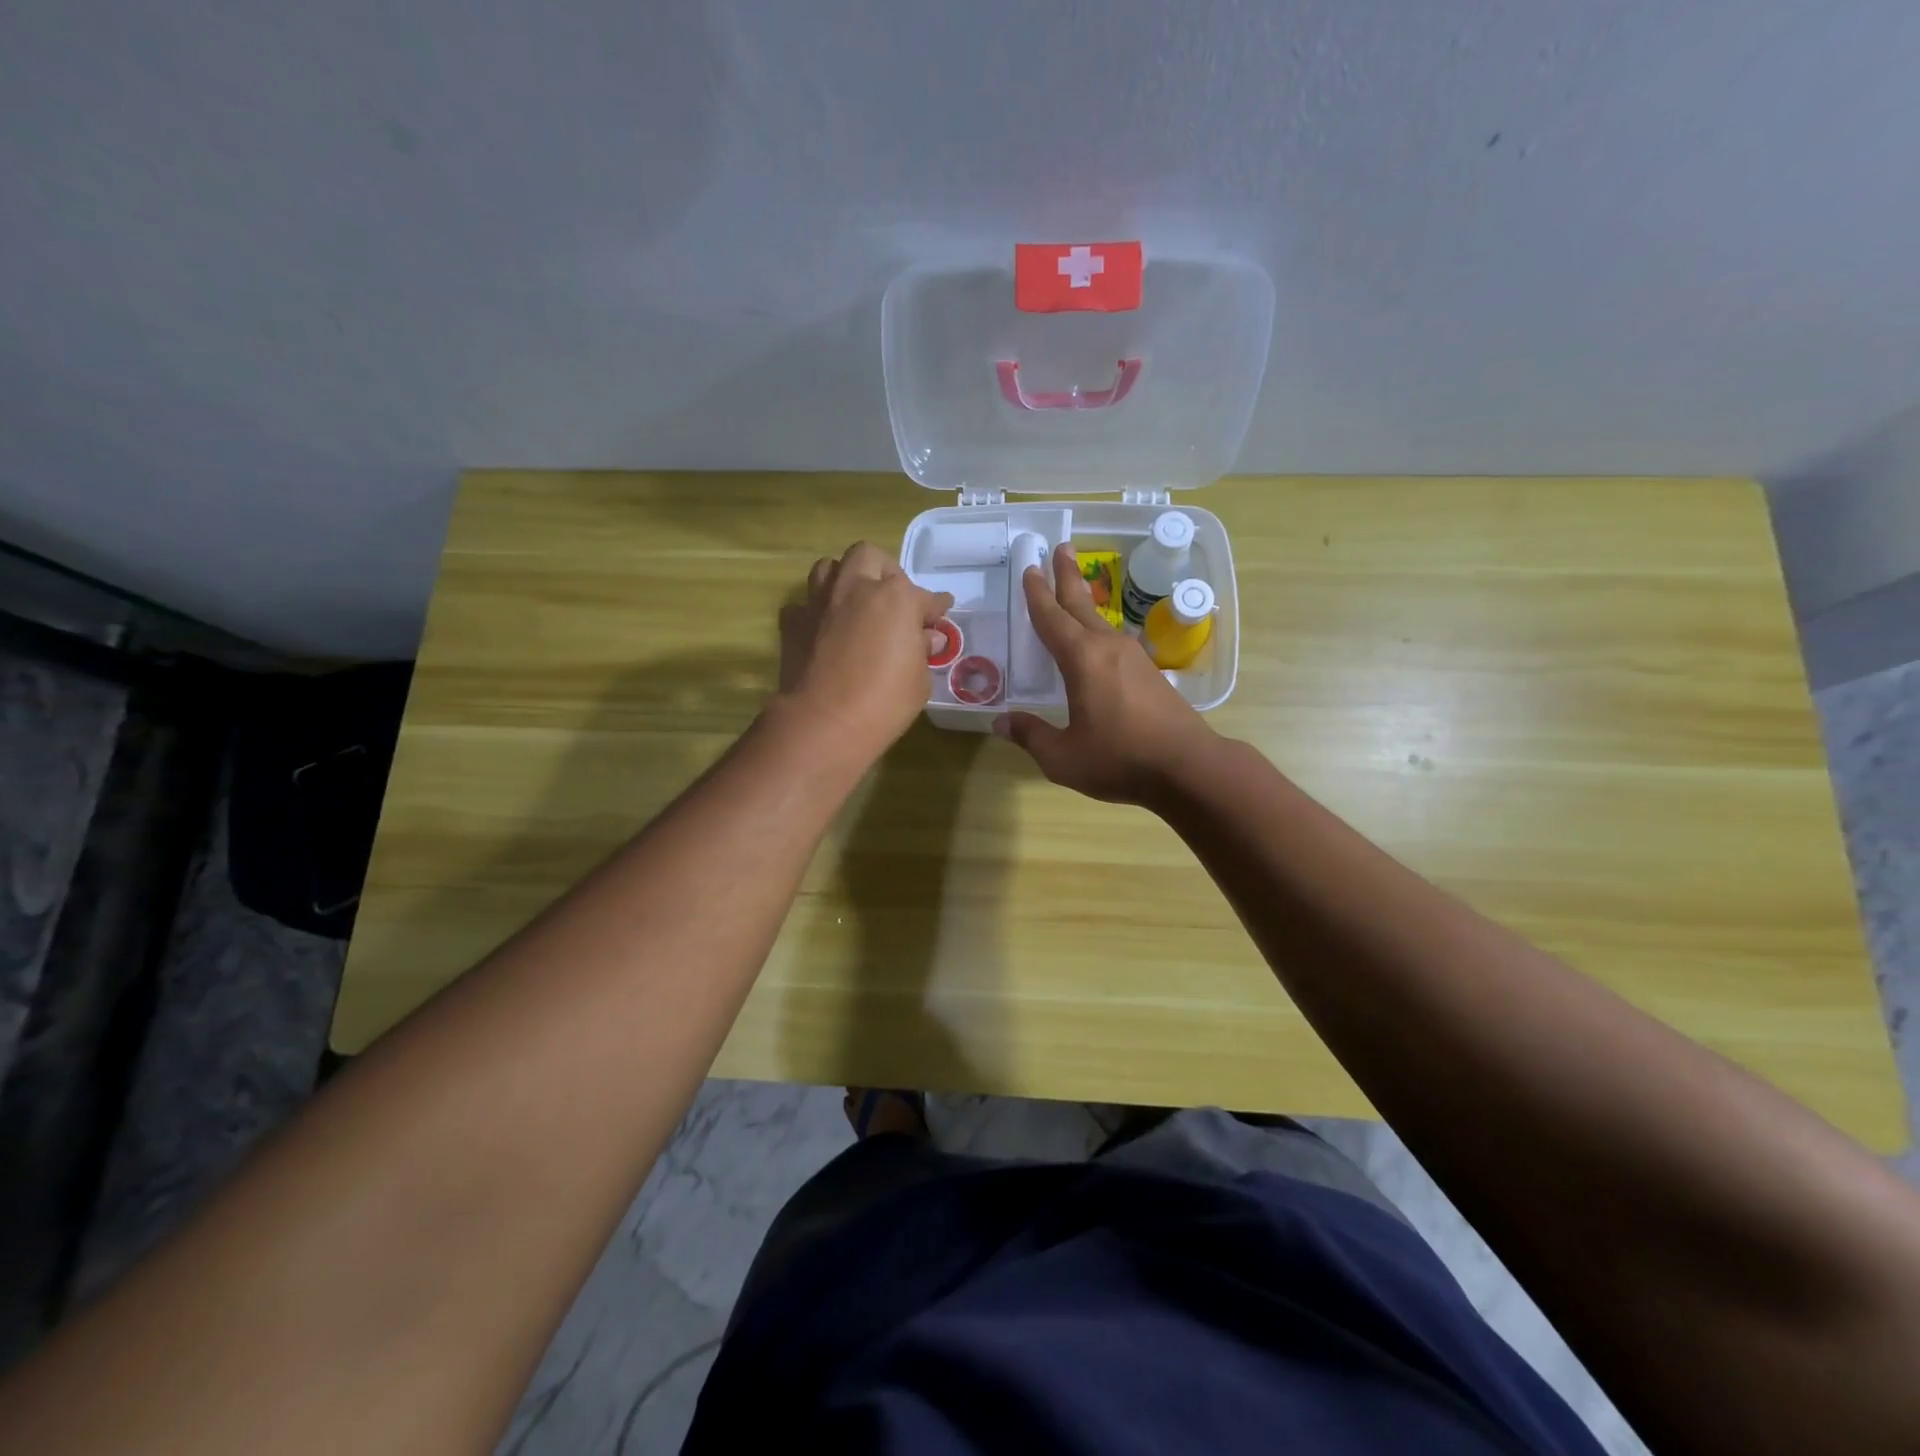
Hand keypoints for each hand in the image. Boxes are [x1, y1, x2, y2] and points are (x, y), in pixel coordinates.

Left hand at [776, 541, 953, 761]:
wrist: (825, 722)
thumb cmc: (884, 702)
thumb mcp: (919, 679)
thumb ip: (922, 650)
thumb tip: (926, 637)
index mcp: (895, 598)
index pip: (924, 595)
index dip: (935, 606)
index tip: (940, 613)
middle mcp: (855, 588)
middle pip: (868, 556)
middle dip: (883, 571)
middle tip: (892, 597)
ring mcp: (819, 602)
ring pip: (828, 567)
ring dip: (844, 579)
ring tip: (854, 602)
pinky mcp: (793, 623)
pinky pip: (803, 605)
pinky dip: (814, 613)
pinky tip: (822, 629)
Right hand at [995, 542, 1214, 805]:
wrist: (1188, 767)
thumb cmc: (1120, 759)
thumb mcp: (1063, 757)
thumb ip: (1031, 735)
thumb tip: (1001, 722)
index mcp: (1082, 660)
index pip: (1052, 618)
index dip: (1037, 594)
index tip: (1029, 568)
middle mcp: (1108, 648)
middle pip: (1081, 604)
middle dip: (1067, 576)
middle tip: (1061, 547)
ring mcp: (1134, 658)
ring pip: (1101, 621)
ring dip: (1084, 601)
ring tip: (1075, 588)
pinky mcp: (1150, 673)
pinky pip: (1114, 641)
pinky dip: (1097, 629)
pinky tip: (1097, 642)